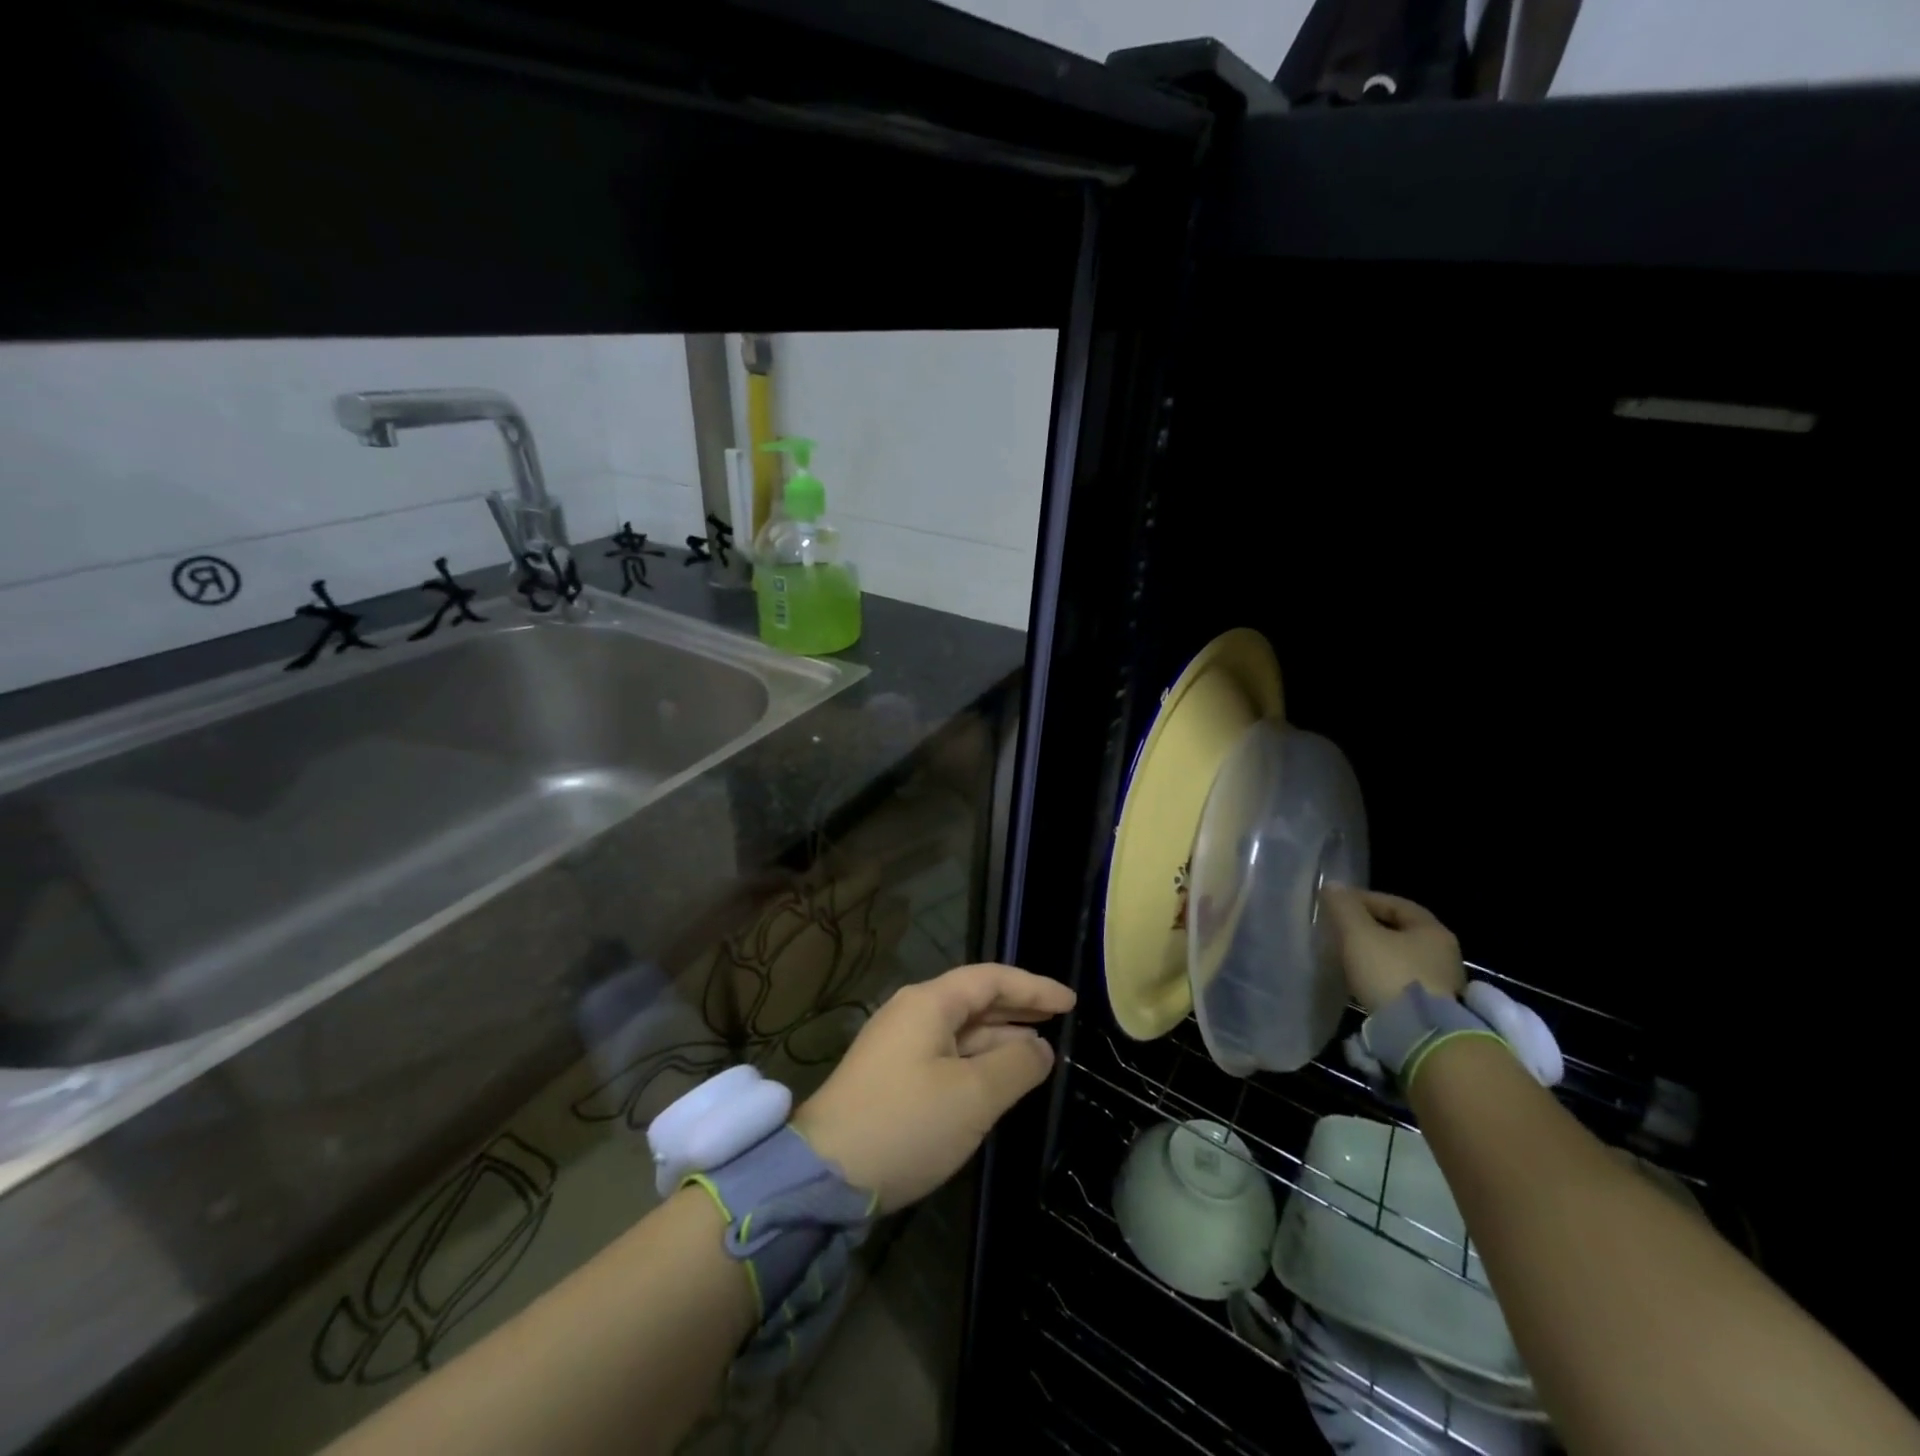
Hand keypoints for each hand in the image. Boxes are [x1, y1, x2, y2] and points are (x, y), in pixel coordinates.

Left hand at [790, 963, 1074, 1212]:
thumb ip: (1016, 1064)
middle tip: (1059, 1019)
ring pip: (961, 1030)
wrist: (825, 1176)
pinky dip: (979, 1060)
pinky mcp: (893, 1077)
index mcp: (929, 1003)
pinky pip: (947, 1055)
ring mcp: (899, 1046)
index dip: (1032, 986)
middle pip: (975, 1000)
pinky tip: (999, 1079)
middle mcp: (913, 1013)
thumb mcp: (974, 1096)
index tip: (1069, 1002)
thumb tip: (1040, 1048)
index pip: (990, 979)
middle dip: (1018, 1007)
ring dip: (1000, 1037)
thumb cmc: (906, 1124)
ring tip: (1040, 1049)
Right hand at [1320, 887, 1464, 1013]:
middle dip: (1370, 927)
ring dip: (1376, 954)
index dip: (1363, 899)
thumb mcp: (1359, 935)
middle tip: (1341, 930)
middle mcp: (1444, 953)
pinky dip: (1383, 976)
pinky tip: (1364, 983)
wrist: (1421, 1037)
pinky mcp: (1435, 1009)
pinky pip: (1403, 982)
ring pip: (1402, 958)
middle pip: (1400, 931)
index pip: (1395, 903)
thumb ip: (1344, 908)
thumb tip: (1332, 886)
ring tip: (1348, 957)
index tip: (1336, 905)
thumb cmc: (1390, 974)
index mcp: (1432, 930)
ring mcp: (1444, 984)